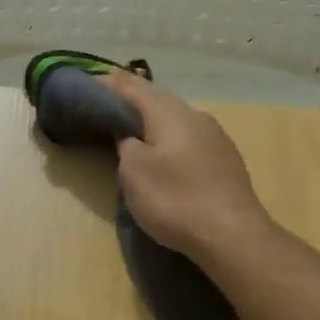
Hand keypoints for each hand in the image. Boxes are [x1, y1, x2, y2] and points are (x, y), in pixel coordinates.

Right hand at [98, 70, 270, 259]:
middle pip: (158, 99)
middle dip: (132, 100)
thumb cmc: (175, 199)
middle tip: (105, 107)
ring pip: (176, 119)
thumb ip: (126, 143)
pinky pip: (189, 139)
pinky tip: (165, 155)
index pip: (133, 86)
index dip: (107, 83)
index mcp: (170, 113)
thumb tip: (129, 134)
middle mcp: (195, 116)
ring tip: (132, 131)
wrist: (233, 236)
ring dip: (152, 121)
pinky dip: (169, 140)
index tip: (86, 86)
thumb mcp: (133, 171)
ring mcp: (216, 138)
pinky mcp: (225, 161)